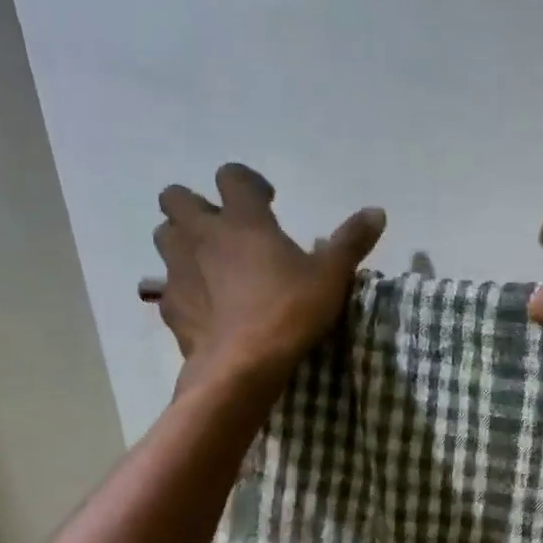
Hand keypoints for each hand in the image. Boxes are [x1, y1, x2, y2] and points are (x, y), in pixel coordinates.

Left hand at [142, 163, 384, 384]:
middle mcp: (202, 235)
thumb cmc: (289, 312)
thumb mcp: (331, 277)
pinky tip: (206, 305)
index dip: (248, 183)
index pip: (232, 176)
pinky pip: (167, 284)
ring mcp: (178, 269)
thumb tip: (377, 211)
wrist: (241, 366)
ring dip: (183, 241)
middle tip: (227, 230)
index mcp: (243, 221)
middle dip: (197, 206)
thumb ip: (351, 241)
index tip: (267, 202)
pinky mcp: (170, 304)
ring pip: (165, 236)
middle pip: (177, 198)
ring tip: (211, 263)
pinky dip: (184, 287)